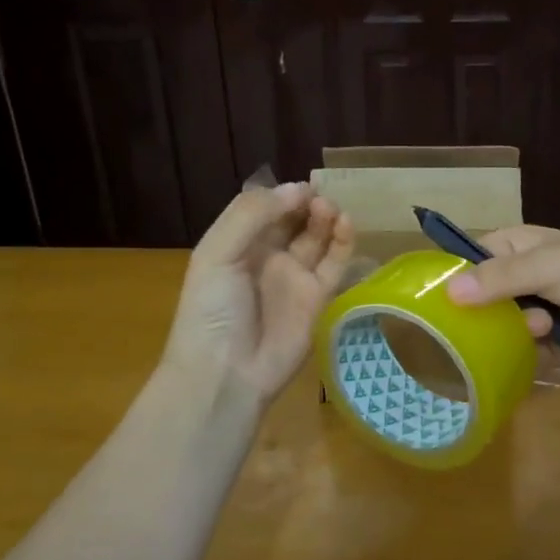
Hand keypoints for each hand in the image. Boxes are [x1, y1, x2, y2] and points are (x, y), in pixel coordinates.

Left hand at [164, 182, 353, 400]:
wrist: (227, 373)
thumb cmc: (212, 310)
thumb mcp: (217, 254)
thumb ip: (252, 215)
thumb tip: (297, 190)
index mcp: (237, 244)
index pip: (265, 208)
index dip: (283, 194)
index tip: (302, 186)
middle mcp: (267, 257)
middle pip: (294, 220)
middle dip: (307, 204)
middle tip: (320, 197)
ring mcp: (294, 277)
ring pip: (317, 238)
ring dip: (326, 218)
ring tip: (331, 209)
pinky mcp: (319, 297)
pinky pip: (335, 264)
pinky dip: (343, 243)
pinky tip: (346, 225)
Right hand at [444, 224, 559, 357]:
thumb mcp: (545, 266)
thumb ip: (499, 278)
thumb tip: (449, 291)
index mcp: (521, 246)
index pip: (476, 257)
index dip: (462, 275)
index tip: (449, 299)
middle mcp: (528, 275)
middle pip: (489, 299)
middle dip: (498, 313)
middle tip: (515, 316)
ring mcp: (544, 308)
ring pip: (509, 328)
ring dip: (523, 333)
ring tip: (546, 329)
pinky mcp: (559, 338)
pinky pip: (532, 349)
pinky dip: (539, 352)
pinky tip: (554, 347)